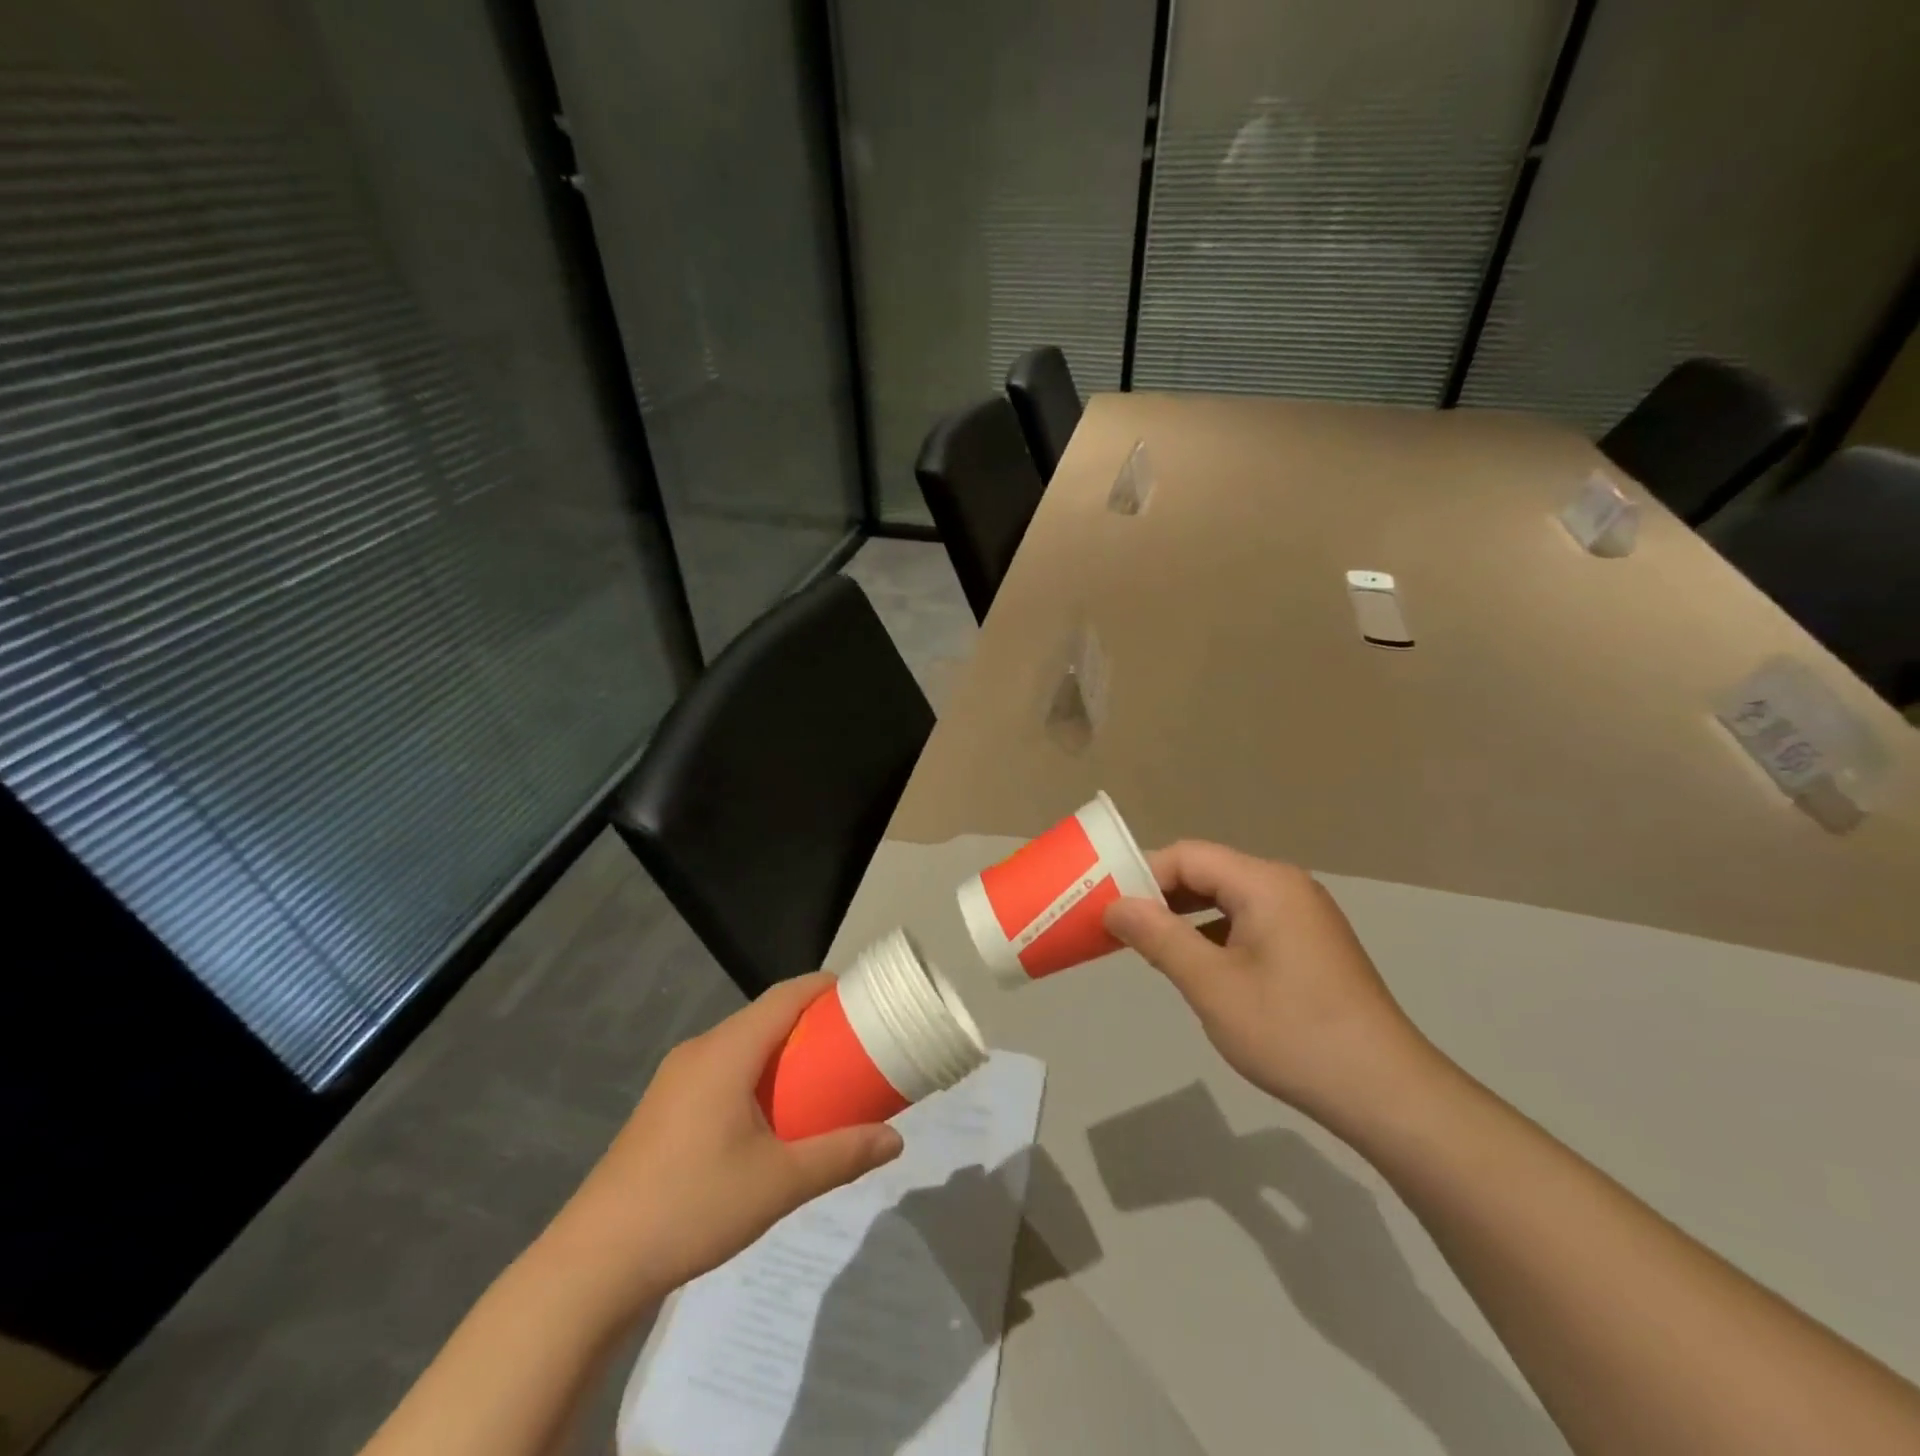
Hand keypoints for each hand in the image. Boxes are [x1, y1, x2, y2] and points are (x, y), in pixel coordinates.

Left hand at [538, 973, 903, 1320]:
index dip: (825, 987)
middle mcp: (700, 1051)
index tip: (863, 996)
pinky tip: (770, 1114)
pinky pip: (722, 1068)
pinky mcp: (664, 1107)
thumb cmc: (692, 1206)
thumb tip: (895, 1141)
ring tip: (820, 1077)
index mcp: (727, 1051)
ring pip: (742, 1044)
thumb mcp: (779, 1183)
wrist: (593, 1264)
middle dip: (810, 1021)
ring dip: (782, 1050)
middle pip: (764, 1016)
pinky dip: (756, 1072)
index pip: (785, 996)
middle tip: (853, 1043)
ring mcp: (675, 1078)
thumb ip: (841, 1156)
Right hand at [1104, 842, 1437, 1132]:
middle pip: (1207, 872)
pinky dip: (1213, 934)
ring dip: (1184, 916)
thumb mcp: (1212, 985)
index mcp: (1265, 883)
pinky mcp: (1309, 944)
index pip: (1187, 856)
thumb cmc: (1292, 1032)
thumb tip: (1114, 905)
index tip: (1107, 906)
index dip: (1142, 875)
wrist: (1386, 1093)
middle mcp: (1286, 886)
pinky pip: (1248, 922)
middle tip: (1118, 926)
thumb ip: (1159, 937)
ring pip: (1226, 899)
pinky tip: (1195, 965)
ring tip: (1147, 946)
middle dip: (1160, 895)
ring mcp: (1302, 915)